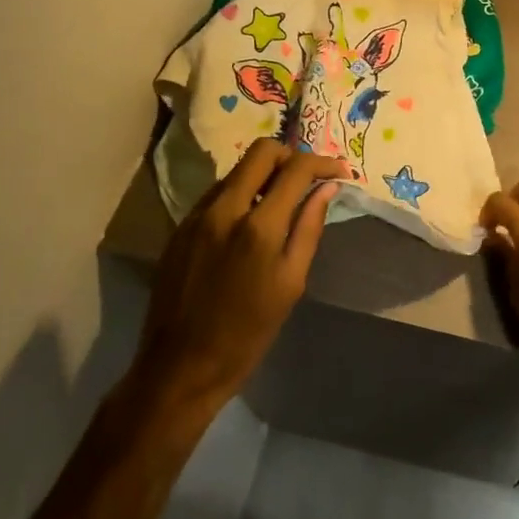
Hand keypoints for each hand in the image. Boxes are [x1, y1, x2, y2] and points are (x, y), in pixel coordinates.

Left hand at [131, 140, 348, 418]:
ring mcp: (197, 215)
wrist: (179, 367)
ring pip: (238, 169)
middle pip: (262, 151)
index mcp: (258, 226)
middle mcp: (225, 208)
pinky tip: (249, 220)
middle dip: (291, 156)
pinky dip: (241, 193)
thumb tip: (327, 188)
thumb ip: (308, 228)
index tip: (339, 171)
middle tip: (307, 178)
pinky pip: (218, 192)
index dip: (323, 162)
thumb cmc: (246, 334)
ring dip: (264, 174)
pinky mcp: (180, 226)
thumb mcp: (290, 283)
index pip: (296, 168)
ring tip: (280, 200)